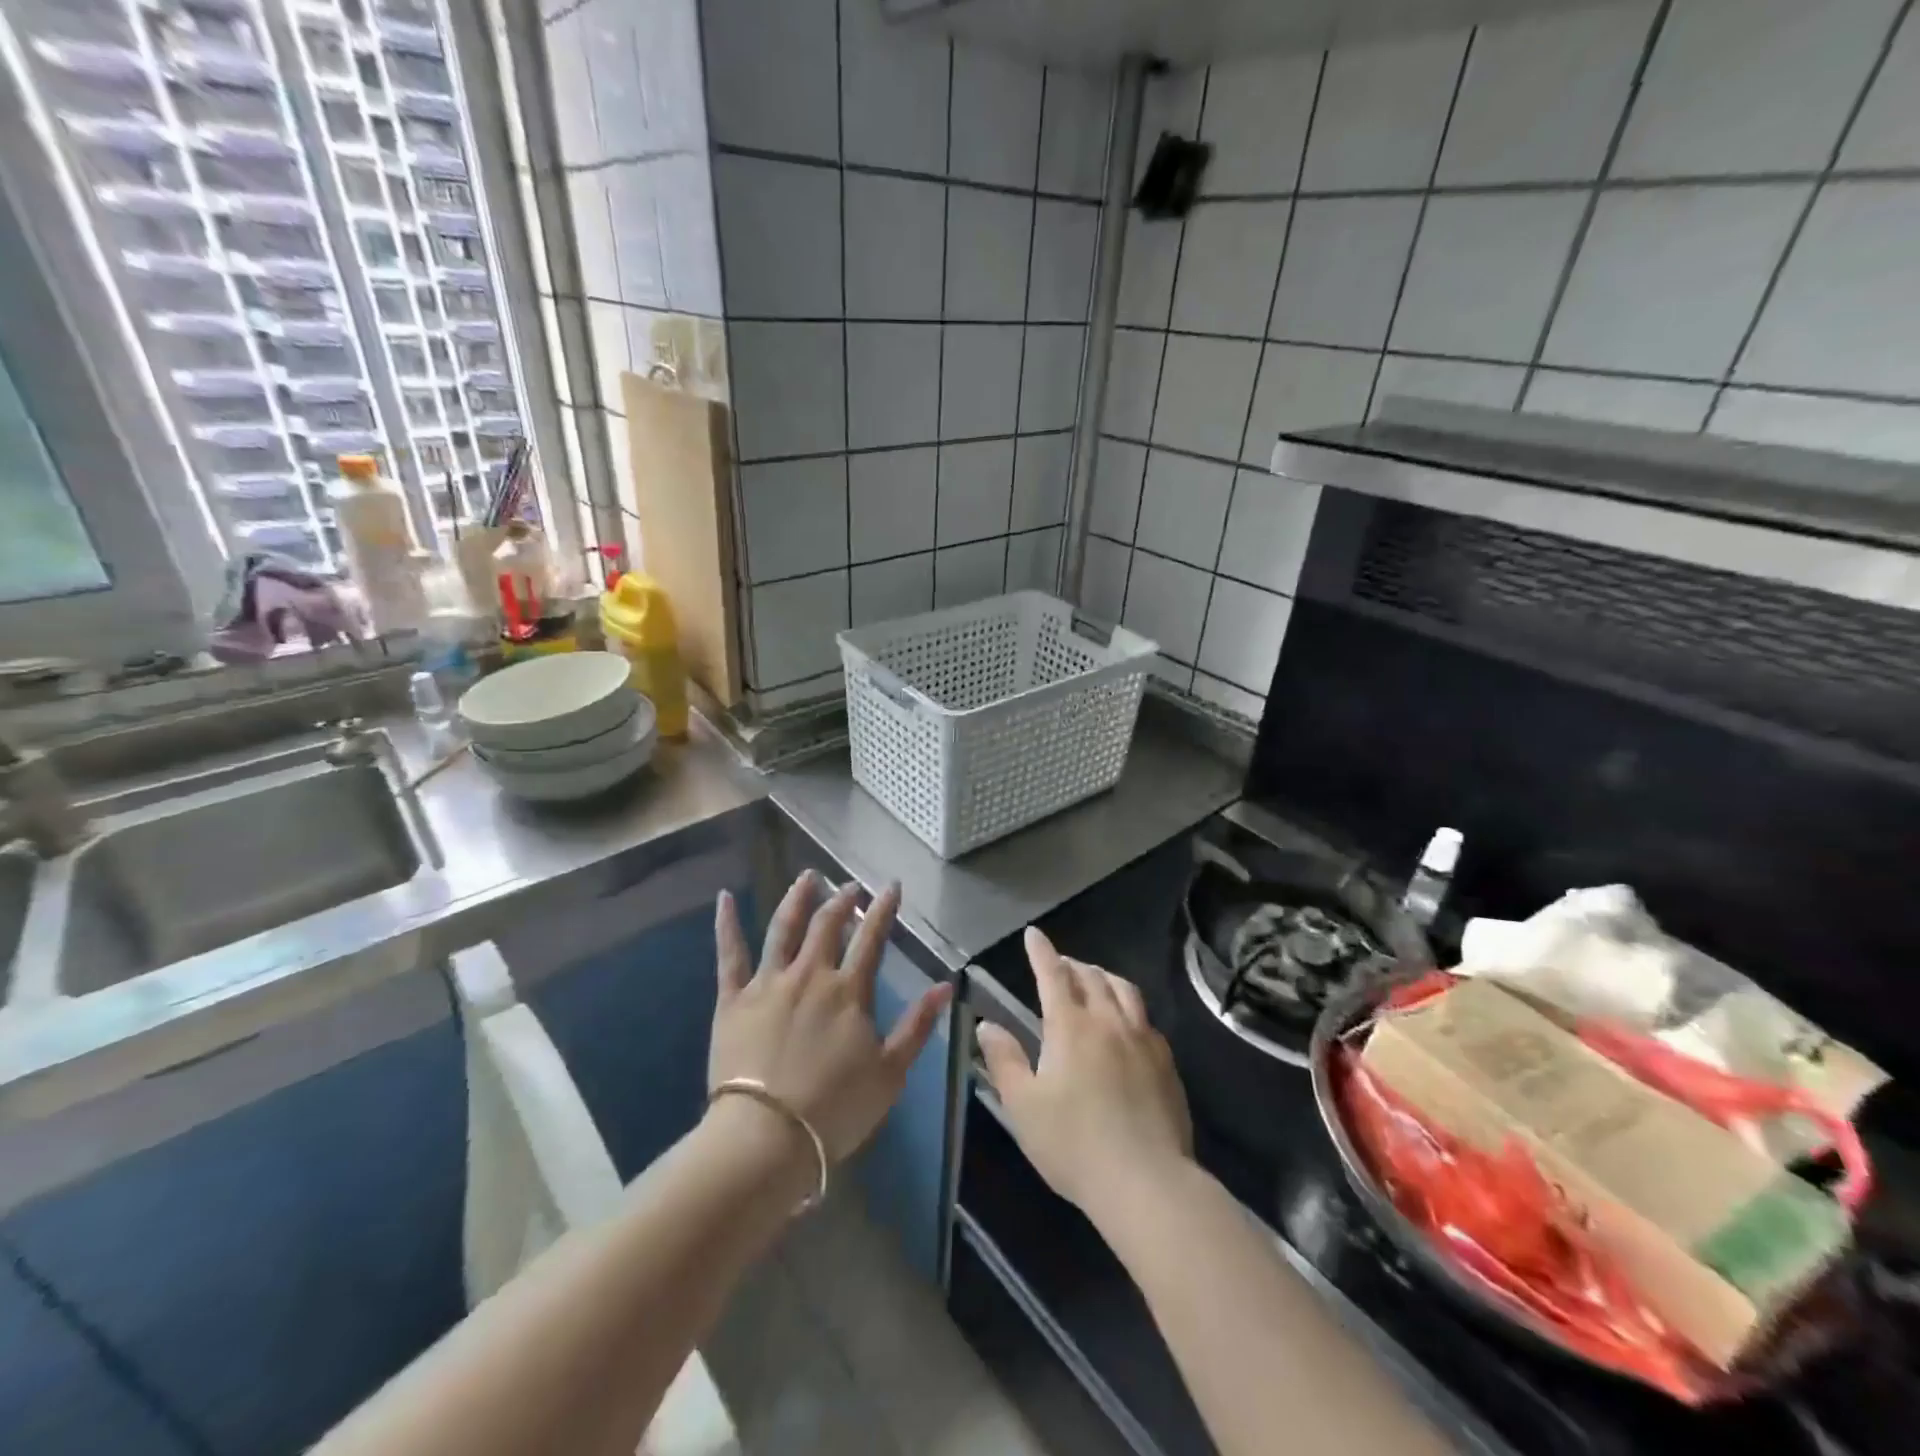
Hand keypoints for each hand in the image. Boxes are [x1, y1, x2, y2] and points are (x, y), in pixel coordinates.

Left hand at [710, 872, 952, 1164]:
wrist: (766, 1138)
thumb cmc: (834, 1110)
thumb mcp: (890, 1072)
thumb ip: (917, 1025)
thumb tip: (946, 985)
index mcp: (849, 991)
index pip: (871, 939)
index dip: (883, 910)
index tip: (891, 886)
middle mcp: (810, 975)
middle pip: (827, 926)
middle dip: (842, 901)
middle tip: (850, 886)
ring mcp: (768, 983)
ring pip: (783, 929)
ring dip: (797, 898)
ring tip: (807, 877)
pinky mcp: (732, 1000)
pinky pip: (729, 955)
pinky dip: (726, 924)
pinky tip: (725, 898)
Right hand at [976, 927, 1193, 1220]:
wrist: (1147, 1182)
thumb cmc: (1074, 1144)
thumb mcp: (1024, 1106)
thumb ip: (1005, 1060)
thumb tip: (987, 1025)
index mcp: (1071, 1026)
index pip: (1053, 975)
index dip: (1042, 952)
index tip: (1034, 934)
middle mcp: (1109, 1021)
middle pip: (1091, 977)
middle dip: (1071, 964)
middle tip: (1060, 964)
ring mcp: (1142, 1039)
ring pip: (1124, 990)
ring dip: (1104, 977)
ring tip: (1094, 981)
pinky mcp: (1165, 1062)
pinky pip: (1145, 1018)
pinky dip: (1128, 1006)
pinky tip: (1125, 1024)